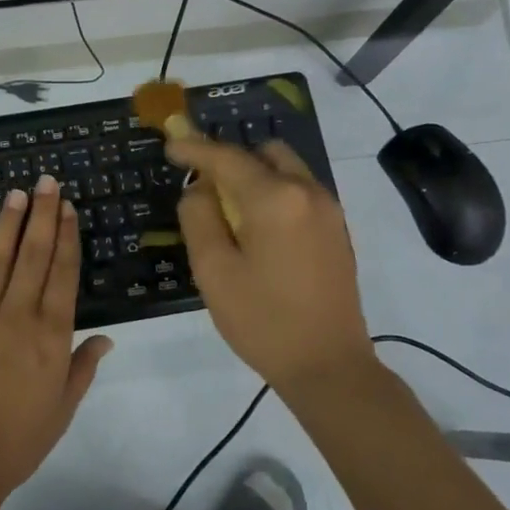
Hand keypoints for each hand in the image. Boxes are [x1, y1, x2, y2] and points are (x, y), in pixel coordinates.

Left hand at [0, 175, 113, 509]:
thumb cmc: (18, 440)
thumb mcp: (62, 409)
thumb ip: (82, 367)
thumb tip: (105, 337)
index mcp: (51, 336)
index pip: (63, 273)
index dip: (67, 237)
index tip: (68, 208)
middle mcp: (18, 315)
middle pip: (33, 255)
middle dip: (42, 215)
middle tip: (46, 182)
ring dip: (9, 223)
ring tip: (17, 193)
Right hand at [167, 133, 375, 395]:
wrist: (329, 366)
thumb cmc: (262, 320)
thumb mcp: (213, 269)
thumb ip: (199, 217)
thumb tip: (200, 188)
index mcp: (275, 199)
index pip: (227, 157)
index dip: (195, 148)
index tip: (171, 143)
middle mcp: (308, 192)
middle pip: (264, 153)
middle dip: (230, 160)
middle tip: (204, 188)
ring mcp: (329, 210)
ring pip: (285, 170)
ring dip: (254, 177)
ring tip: (230, 214)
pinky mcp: (337, 229)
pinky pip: (299, 192)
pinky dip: (274, 194)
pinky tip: (258, 231)